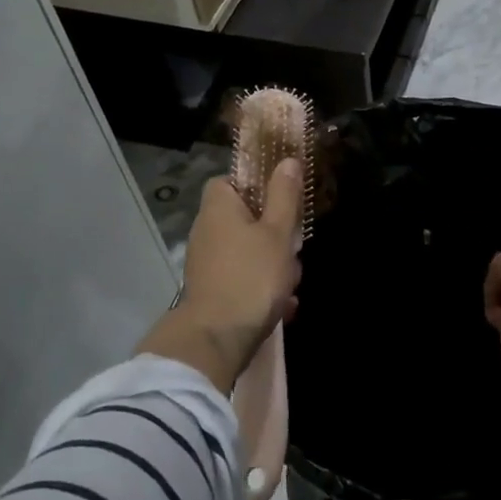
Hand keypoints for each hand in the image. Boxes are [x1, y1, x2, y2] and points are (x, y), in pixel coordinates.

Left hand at [138, 162, 302, 391]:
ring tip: (291, 284)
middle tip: (293, 248)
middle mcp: (206, 230)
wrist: (217, 339)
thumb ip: (284, 196)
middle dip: (275, 233)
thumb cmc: (251, 277)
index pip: (231, 180)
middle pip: (246, 217)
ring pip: (248, 250)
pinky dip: (262, 288)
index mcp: (218, 207)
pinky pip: (243, 278)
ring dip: (273, 264)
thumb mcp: (277, 233)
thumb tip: (287, 160)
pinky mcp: (212, 290)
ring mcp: (206, 262)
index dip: (257, 185)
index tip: (282, 199)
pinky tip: (284, 306)